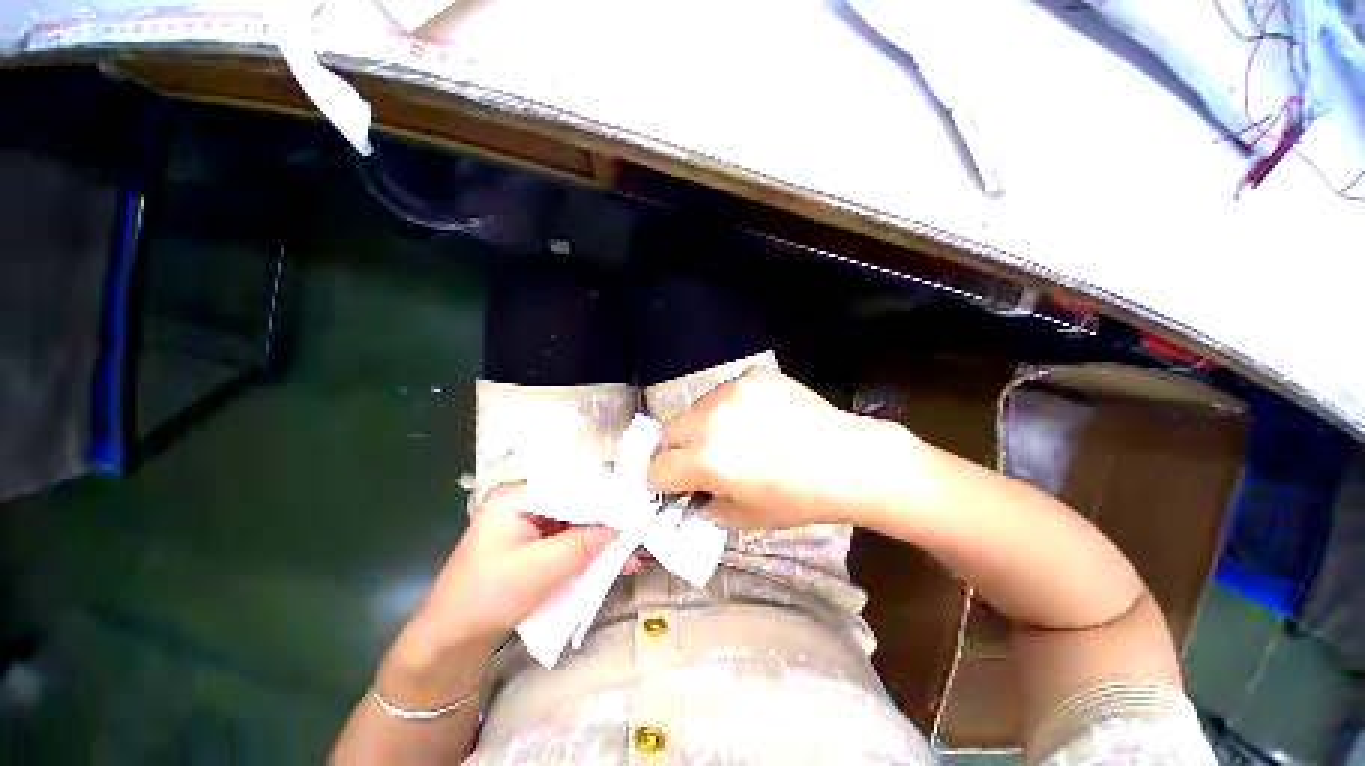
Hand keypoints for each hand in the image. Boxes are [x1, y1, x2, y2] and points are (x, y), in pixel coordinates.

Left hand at [405, 482, 618, 653]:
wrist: (450, 641)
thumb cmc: (489, 597)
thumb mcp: (541, 569)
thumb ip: (583, 543)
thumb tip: (621, 527)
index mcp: (516, 496)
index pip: (570, 486)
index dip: (602, 497)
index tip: (633, 509)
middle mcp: (523, 502)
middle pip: (574, 504)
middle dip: (605, 523)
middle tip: (637, 533)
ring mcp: (527, 523)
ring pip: (573, 524)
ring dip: (600, 540)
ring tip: (630, 555)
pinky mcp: (531, 544)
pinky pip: (566, 540)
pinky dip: (586, 551)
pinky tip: (609, 563)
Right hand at [646, 368, 915, 529]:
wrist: (849, 461)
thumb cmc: (800, 499)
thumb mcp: (745, 517)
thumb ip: (705, 503)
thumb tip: (689, 492)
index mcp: (708, 459)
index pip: (656, 468)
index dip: (660, 481)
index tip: (670, 485)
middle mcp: (712, 419)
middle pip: (667, 432)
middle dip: (675, 450)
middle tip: (698, 461)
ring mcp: (733, 391)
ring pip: (695, 408)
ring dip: (702, 426)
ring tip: (732, 437)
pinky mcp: (753, 376)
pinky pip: (726, 392)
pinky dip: (729, 407)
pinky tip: (755, 419)